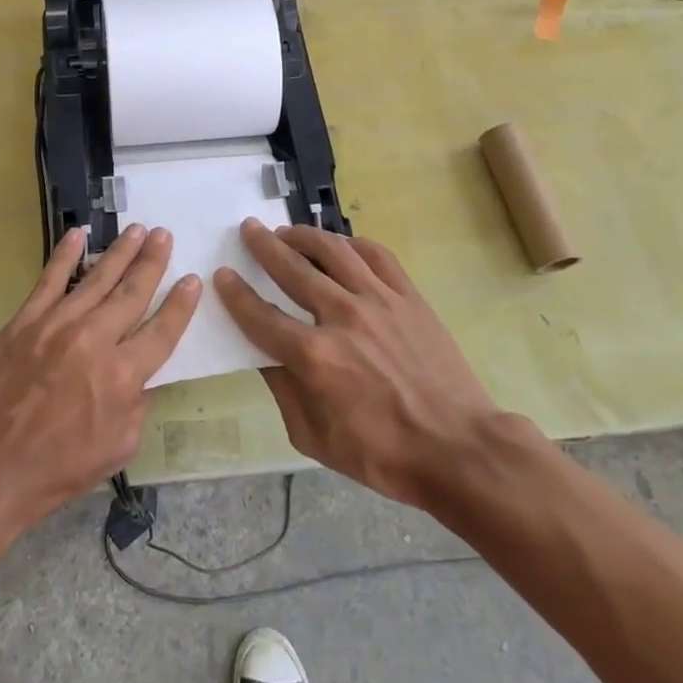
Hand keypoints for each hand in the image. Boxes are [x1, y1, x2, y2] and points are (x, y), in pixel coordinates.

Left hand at [0, 224, 199, 533]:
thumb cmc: (57, 467)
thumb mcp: (118, 448)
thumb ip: (137, 405)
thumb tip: (141, 375)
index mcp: (122, 375)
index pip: (162, 330)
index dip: (180, 304)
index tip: (193, 279)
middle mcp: (94, 340)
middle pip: (132, 293)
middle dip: (153, 262)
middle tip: (165, 235)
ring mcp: (56, 324)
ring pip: (97, 279)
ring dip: (121, 252)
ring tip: (139, 230)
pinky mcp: (25, 321)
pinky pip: (50, 280)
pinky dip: (65, 255)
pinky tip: (78, 234)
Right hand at [214, 219, 498, 510]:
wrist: (459, 448)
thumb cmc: (383, 454)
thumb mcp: (315, 438)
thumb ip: (284, 392)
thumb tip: (266, 356)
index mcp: (314, 357)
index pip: (261, 316)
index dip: (237, 294)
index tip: (223, 274)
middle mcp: (342, 317)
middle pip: (292, 269)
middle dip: (264, 246)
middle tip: (249, 229)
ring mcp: (379, 301)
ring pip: (333, 251)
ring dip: (304, 235)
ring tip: (287, 230)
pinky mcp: (408, 297)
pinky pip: (376, 256)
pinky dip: (352, 244)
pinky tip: (340, 244)